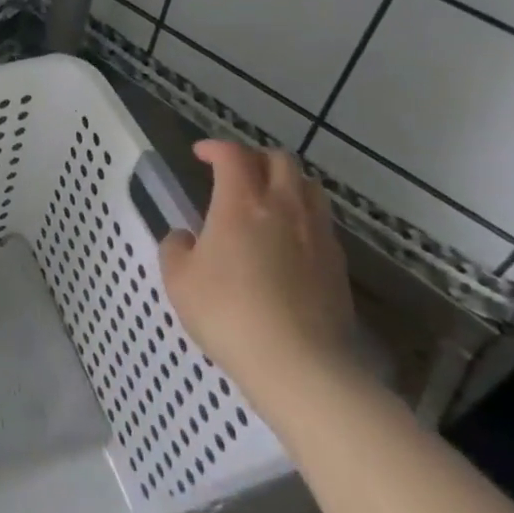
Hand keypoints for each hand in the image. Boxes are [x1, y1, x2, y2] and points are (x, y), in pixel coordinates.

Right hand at [159, 140, 358, 415]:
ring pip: (309, 187)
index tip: (201, 154)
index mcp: (241, 202)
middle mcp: (283, 206)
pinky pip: (321, 223)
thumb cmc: (228, 314)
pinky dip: (303, 217)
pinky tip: (289, 242)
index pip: (232, 154)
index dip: (215, 147)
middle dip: (255, 158)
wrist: (299, 365)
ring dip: (286, 183)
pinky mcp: (338, 264)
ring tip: (269, 201)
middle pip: (279, 159)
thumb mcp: (179, 282)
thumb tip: (184, 238)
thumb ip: (176, 249)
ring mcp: (316, 234)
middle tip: (237, 174)